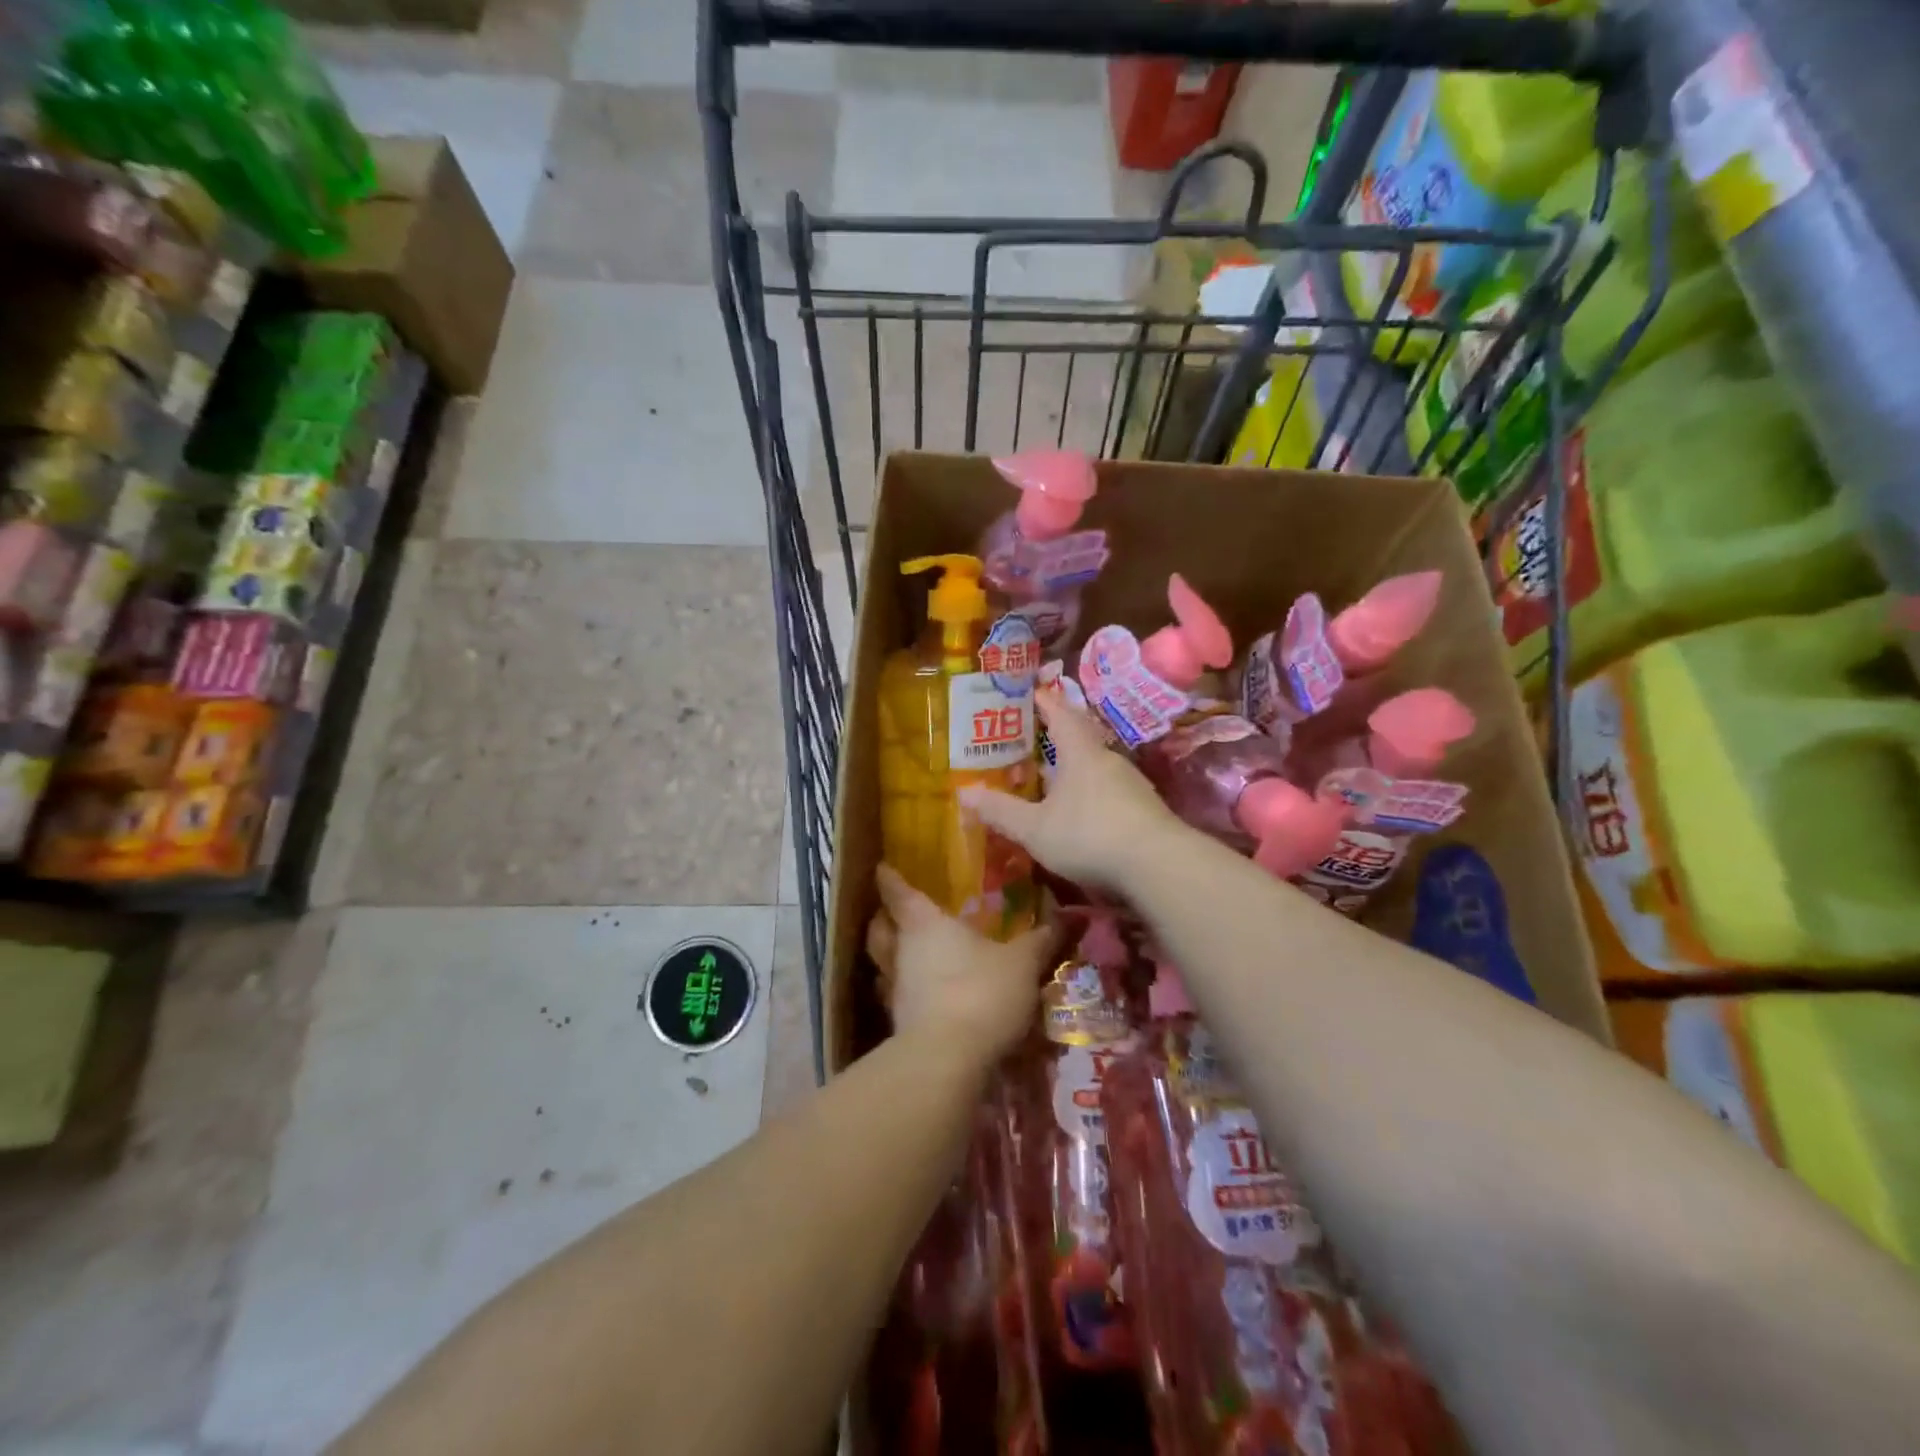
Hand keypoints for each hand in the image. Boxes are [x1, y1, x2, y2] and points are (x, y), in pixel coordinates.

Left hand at [868, 864, 1057, 1063]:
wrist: (949, 1060)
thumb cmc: (981, 992)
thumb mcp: (1021, 963)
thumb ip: (1040, 940)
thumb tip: (1068, 917)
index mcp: (925, 924)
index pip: (899, 893)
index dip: (890, 878)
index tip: (882, 867)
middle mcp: (901, 951)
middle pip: (879, 929)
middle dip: (883, 919)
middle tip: (892, 914)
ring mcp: (895, 990)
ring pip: (882, 964)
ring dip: (890, 958)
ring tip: (906, 955)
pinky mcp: (898, 1025)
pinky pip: (895, 999)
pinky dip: (905, 993)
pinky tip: (922, 997)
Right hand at [960, 686, 1183, 893]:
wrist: (1159, 864)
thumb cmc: (1090, 835)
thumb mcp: (1035, 829)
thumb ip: (1001, 811)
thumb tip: (964, 793)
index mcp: (1080, 752)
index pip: (1059, 713)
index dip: (1043, 700)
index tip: (1028, 692)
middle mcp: (1107, 759)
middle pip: (1079, 737)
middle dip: (1055, 734)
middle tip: (1029, 739)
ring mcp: (1131, 783)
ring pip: (1095, 765)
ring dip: (1073, 766)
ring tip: (1049, 776)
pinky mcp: (1143, 807)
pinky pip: (1108, 789)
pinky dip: (1089, 791)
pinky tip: (1080, 811)